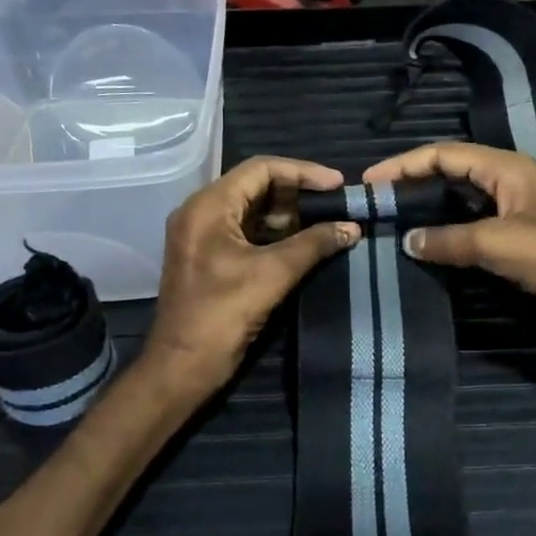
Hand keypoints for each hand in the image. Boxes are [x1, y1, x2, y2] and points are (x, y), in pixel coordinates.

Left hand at [145, 157, 360, 394]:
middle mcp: (200, 212)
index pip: (261, 169)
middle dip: (298, 193)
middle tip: (335, 205)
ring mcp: (202, 235)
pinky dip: (274, 234)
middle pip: (255, 186)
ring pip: (251, 210)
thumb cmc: (223, 314)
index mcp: (208, 206)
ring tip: (326, 224)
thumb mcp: (273, 274)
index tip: (338, 184)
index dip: (303, 172)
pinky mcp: (208, 258)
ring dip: (288, 215)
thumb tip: (352, 227)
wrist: (183, 366)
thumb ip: (314, 244)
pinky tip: (304, 244)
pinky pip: (244, 232)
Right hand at [362, 142, 535, 354]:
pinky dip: (447, 240)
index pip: (445, 154)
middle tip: (378, 204)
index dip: (405, 164)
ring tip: (392, 225)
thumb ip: (449, 240)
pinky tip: (426, 251)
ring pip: (461, 206)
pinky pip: (472, 235)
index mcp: (507, 169)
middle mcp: (509, 186)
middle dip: (414, 185)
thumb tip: (408, 241)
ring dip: (429, 213)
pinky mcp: (517, 248)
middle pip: (451, 175)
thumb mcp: (498, 242)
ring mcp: (514, 217)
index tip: (370, 182)